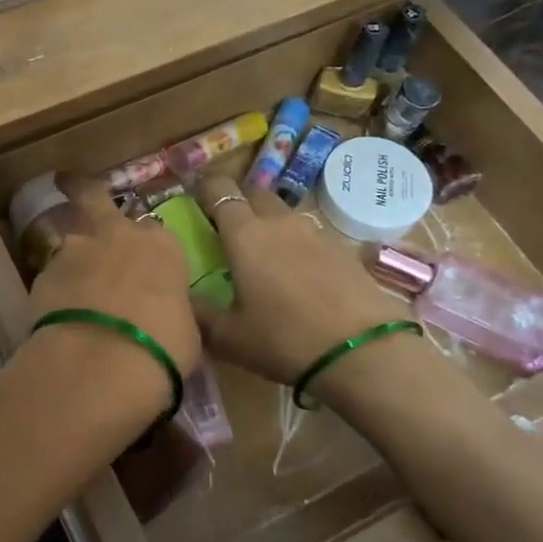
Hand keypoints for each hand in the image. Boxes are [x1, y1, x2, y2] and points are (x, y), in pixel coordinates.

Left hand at [26, 177, 201, 408]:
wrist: (102, 361)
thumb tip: (164, 316)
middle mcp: (117, 235)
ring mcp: (75, 250)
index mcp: (161, 245)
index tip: (147, 267)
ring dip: (73, 260)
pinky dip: (56, 291)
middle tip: (71, 187)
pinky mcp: (42, 274)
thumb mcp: (186, 331)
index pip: (157, 235)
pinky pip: (53, 278)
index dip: (149, 250)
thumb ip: (170, 310)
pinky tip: (58, 316)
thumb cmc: (162, 346)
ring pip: (71, 243)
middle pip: (96, 200)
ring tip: (73, 291)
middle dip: (86, 193)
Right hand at [190, 173, 397, 384]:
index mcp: (244, 233)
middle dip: (237, 202)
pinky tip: (297, 275)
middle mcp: (278, 221)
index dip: (204, 190)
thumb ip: (198, 312)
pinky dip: (295, 244)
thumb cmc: (284, 340)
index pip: (218, 189)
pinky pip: (309, 234)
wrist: (362, 352)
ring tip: (263, 256)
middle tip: (226, 231)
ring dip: (268, 223)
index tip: (194, 204)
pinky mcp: (343, 248)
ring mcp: (315, 231)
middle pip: (254, 192)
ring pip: (283, 213)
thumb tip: (180, 296)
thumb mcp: (228, 336)